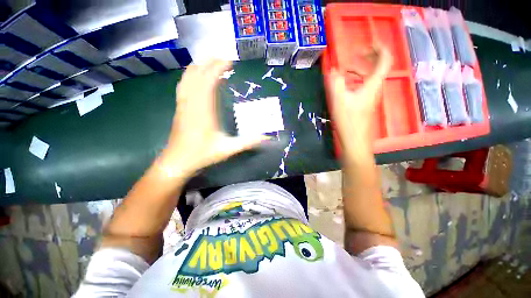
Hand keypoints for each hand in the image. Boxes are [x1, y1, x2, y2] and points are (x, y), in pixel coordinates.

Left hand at [159, 60, 264, 177]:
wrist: (177, 161)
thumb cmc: (202, 154)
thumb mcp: (228, 149)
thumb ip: (247, 142)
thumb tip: (266, 138)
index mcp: (204, 110)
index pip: (209, 81)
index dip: (218, 68)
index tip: (229, 61)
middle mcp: (192, 103)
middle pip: (198, 75)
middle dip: (210, 63)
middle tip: (223, 58)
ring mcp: (183, 105)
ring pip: (188, 78)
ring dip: (199, 67)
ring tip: (210, 61)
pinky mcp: (180, 108)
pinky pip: (183, 86)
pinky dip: (190, 76)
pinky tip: (195, 75)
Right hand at [327, 45, 391, 160]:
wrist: (355, 142)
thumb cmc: (349, 122)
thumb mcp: (339, 101)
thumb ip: (336, 83)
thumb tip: (333, 70)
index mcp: (372, 85)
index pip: (384, 60)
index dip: (379, 48)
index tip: (368, 42)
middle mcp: (375, 89)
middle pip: (378, 67)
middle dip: (367, 58)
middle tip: (353, 57)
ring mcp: (371, 98)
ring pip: (370, 78)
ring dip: (360, 70)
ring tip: (346, 71)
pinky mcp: (366, 105)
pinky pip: (365, 87)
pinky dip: (357, 81)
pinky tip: (346, 87)